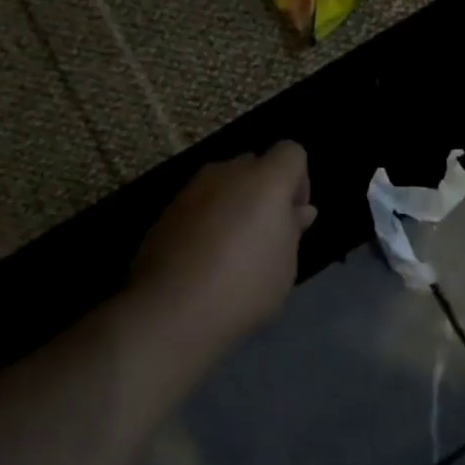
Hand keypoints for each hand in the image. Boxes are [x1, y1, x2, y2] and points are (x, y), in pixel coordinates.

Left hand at [127, 142, 314, 361]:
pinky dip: (206, 221)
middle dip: (264, 191)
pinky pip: (198, 205)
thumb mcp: (285, 264)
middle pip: (255, 165)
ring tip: (232, 249)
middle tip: (264, 234)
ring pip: (223, 184)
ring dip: (233, 205)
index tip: (293, 217)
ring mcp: (192, 189)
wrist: (169, 312)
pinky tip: (204, 259)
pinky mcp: (165, 211)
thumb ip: (293, 229)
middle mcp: (228, 172)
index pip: (291, 151)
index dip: (299, 181)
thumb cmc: (244, 286)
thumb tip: (299, 211)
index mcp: (266, 178)